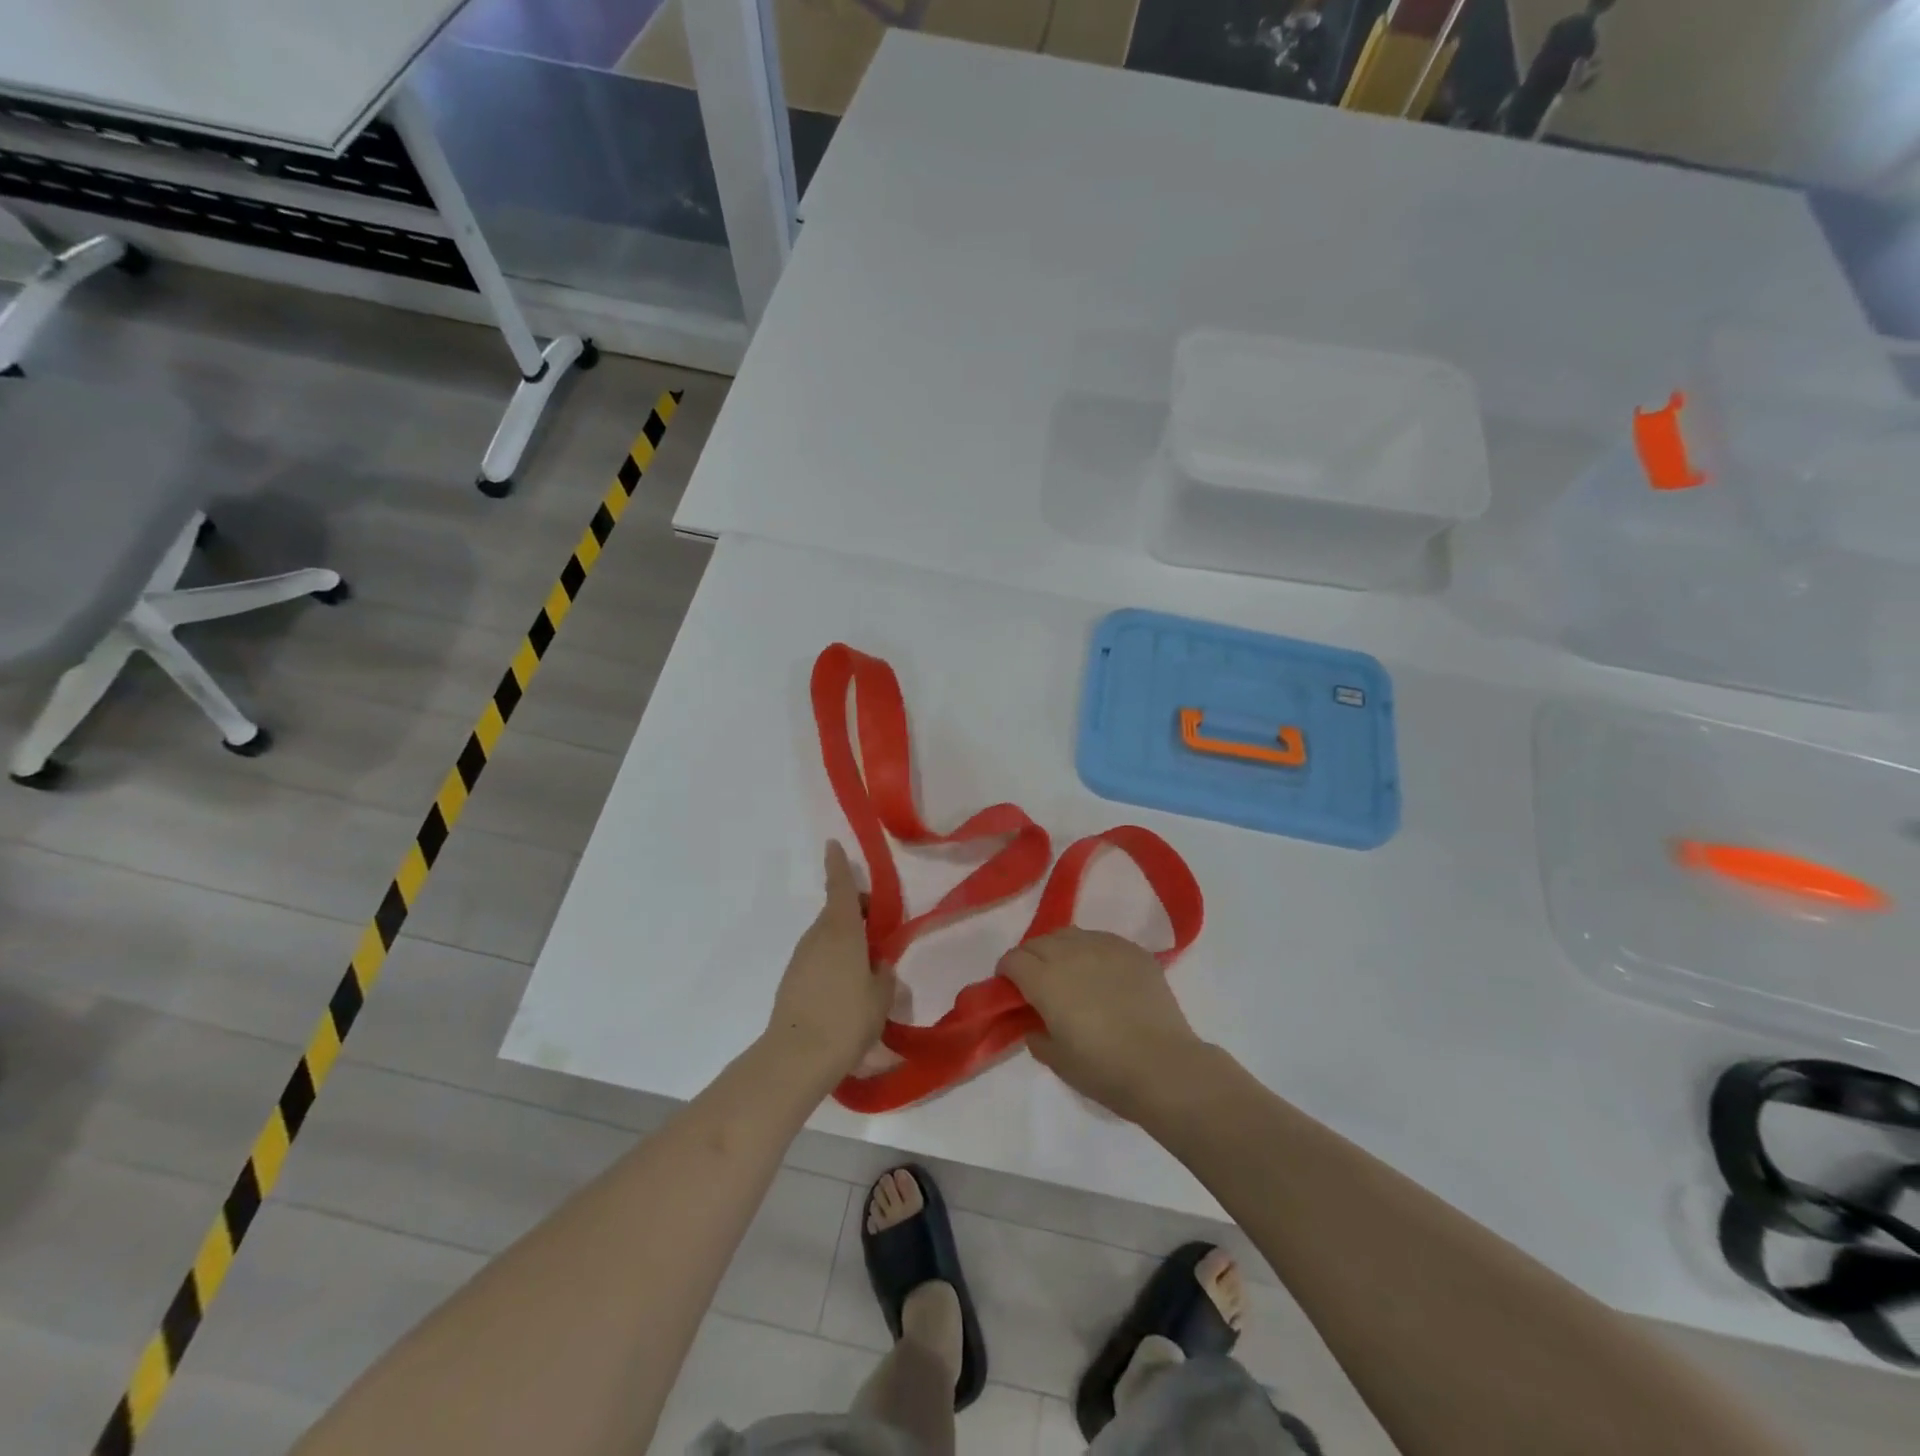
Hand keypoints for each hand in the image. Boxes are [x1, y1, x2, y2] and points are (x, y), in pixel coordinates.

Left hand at [765, 842, 895, 1080]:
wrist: (797, 1056)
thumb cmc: (848, 1017)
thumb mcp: (881, 995)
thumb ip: (883, 972)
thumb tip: (877, 964)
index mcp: (842, 929)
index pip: (840, 887)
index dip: (838, 865)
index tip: (833, 845)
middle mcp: (818, 936)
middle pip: (837, 912)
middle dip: (857, 912)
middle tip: (879, 932)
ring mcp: (801, 957)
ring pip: (827, 935)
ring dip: (846, 939)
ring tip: (867, 967)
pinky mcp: (792, 979)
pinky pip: (818, 957)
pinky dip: (833, 959)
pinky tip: (846, 988)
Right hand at [999, 928, 1209, 1123]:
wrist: (1164, 1067)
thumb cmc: (1104, 1070)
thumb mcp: (1057, 1061)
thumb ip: (1036, 1036)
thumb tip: (1034, 1023)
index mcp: (1045, 980)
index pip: (1013, 959)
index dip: (1007, 972)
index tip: (1011, 989)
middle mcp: (1071, 953)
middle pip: (1039, 942)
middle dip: (1031, 958)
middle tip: (1038, 983)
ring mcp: (1105, 947)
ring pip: (1070, 934)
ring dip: (1060, 949)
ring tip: (1070, 972)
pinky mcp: (1133, 950)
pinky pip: (1102, 939)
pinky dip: (1092, 951)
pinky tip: (1102, 974)